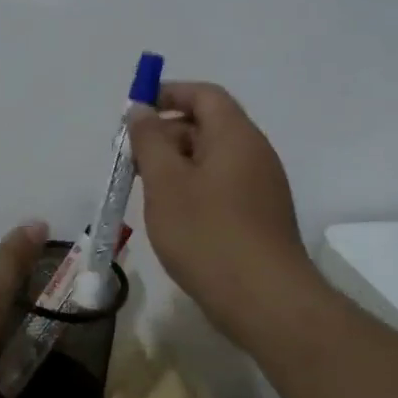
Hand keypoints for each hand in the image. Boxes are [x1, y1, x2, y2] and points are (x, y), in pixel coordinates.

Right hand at [127, 81, 310, 322]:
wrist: (267, 303)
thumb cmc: (208, 233)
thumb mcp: (165, 182)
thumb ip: (149, 139)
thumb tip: (141, 110)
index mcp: (235, 136)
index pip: (204, 95)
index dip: (168, 94)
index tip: (134, 111)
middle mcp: (254, 153)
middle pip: (207, 125)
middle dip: (165, 133)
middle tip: (130, 158)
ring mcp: (261, 187)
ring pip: (211, 158)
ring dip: (175, 164)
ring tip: (144, 189)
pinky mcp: (259, 217)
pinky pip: (220, 185)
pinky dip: (191, 187)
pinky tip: (171, 215)